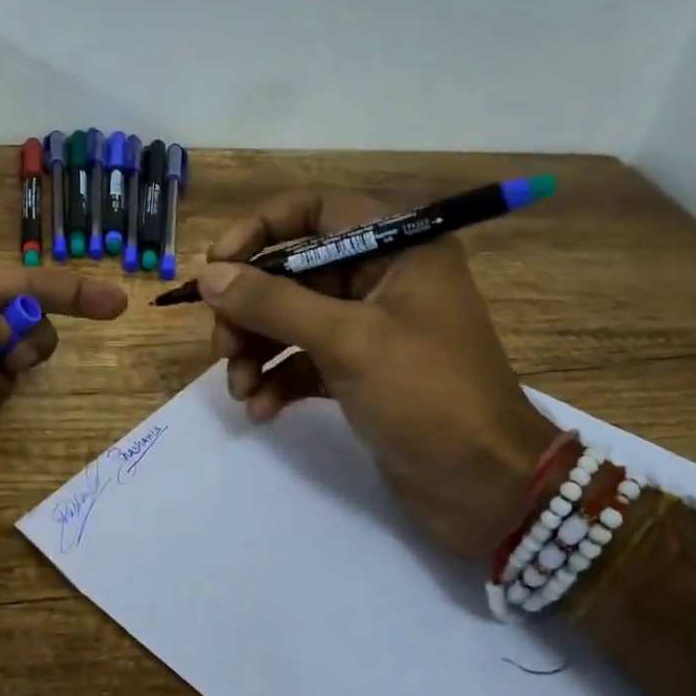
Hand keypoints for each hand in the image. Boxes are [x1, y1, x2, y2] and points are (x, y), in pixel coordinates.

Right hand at [199, 188, 556, 560]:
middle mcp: (381, 277)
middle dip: (250, 309)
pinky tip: (260, 410)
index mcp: (396, 247)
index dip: (259, 228)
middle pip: (292, 271)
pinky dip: (278, 379)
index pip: (314, 210)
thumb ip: (273, 303)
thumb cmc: (426, 395)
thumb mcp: (346, 341)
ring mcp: (370, 326)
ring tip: (239, 388)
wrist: (486, 486)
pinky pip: (303, 360)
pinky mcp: (360, 370)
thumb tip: (210, 276)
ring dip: (256, 349)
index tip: (218, 265)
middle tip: (223, 347)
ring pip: (292, 319)